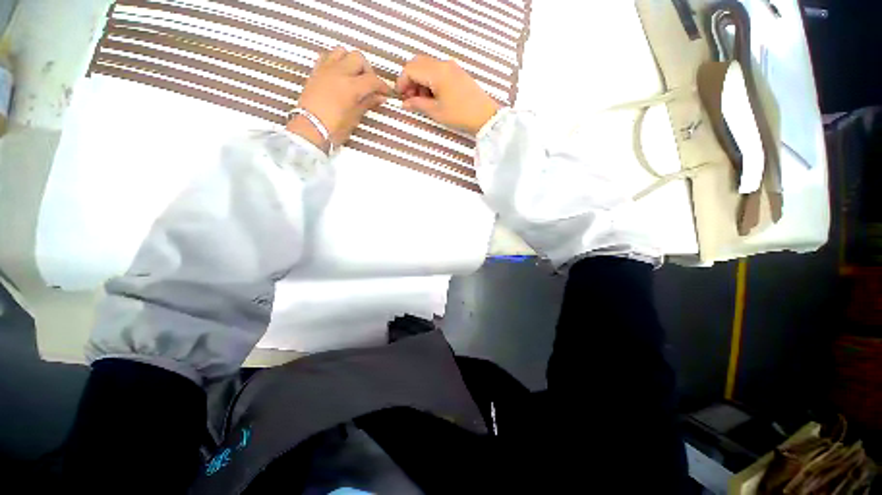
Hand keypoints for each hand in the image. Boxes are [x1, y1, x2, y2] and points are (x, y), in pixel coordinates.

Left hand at [289, 47, 389, 150]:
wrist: (309, 130)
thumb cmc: (334, 129)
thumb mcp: (355, 118)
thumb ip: (367, 103)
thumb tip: (380, 97)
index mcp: (351, 86)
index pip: (372, 80)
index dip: (382, 86)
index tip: (386, 93)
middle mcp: (338, 72)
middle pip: (358, 58)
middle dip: (368, 70)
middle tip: (370, 85)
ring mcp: (325, 70)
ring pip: (342, 51)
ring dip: (351, 61)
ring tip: (354, 76)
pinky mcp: (315, 72)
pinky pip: (327, 56)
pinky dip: (336, 60)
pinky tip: (339, 73)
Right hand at [396, 55, 499, 134]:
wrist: (484, 115)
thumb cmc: (459, 115)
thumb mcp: (436, 112)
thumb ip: (418, 104)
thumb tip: (405, 103)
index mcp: (436, 72)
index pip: (410, 69)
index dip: (402, 82)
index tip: (400, 97)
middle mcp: (443, 64)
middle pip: (417, 63)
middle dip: (410, 79)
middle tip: (410, 98)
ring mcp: (451, 66)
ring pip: (427, 66)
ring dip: (419, 80)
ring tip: (422, 100)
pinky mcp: (457, 72)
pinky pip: (437, 70)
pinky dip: (430, 80)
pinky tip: (432, 96)